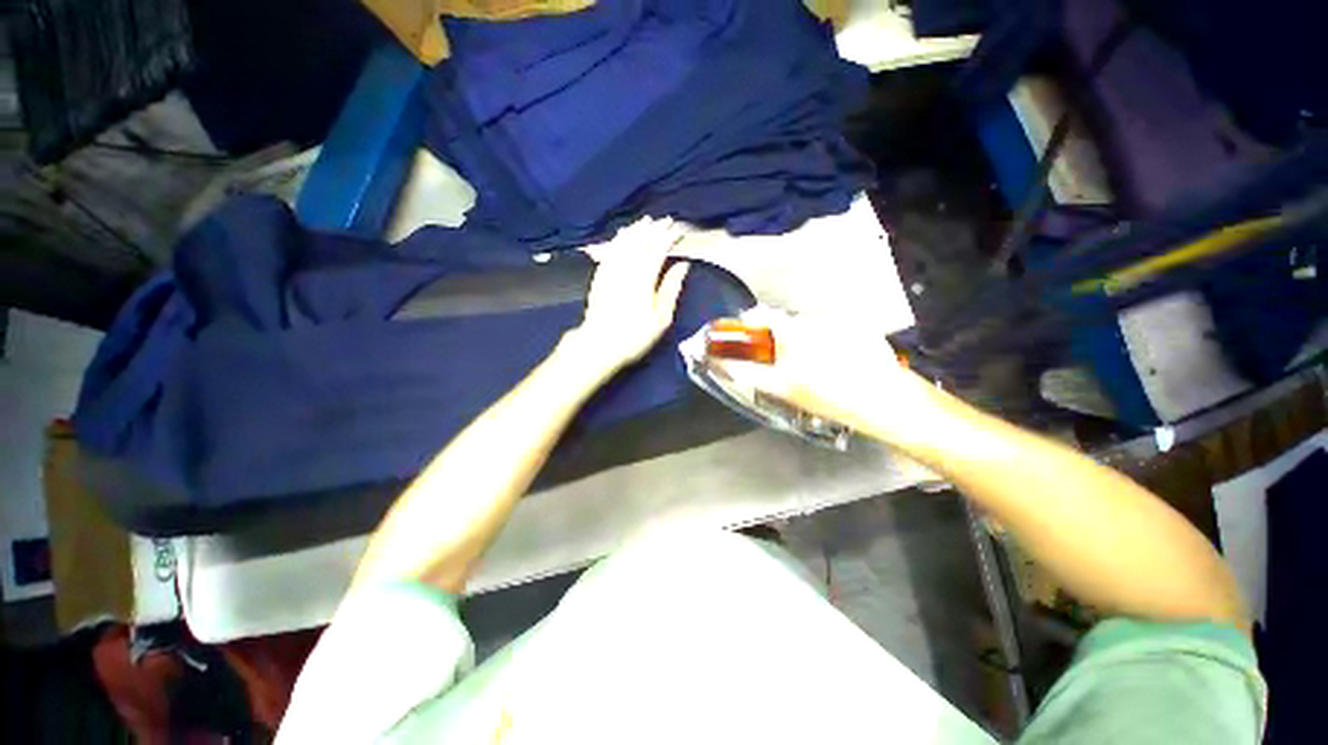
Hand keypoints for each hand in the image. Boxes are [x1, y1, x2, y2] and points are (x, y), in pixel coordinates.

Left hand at [569, 217, 690, 373]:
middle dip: (654, 229)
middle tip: (665, 220)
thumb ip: (671, 288)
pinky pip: (610, 250)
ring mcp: (610, 270)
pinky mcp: (599, 276)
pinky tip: (622, 236)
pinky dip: (618, 240)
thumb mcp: (661, 318)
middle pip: (641, 242)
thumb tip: (682, 265)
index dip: (668, 237)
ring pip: (624, 243)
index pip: (658, 249)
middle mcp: (626, 268)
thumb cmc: (635, 335)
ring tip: (645, 221)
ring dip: (636, 230)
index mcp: (644, 278)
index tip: (678, 229)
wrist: (599, 343)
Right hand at [711, 312, 937, 438]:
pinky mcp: (858, 328)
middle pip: (784, 323)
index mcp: (791, 330)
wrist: (884, 400)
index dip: (748, 325)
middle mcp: (813, 318)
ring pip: (808, 327)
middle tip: (782, 364)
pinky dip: (825, 342)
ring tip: (812, 367)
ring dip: (802, 341)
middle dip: (777, 339)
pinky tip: (835, 364)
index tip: (746, 339)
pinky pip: (830, 331)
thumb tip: (727, 365)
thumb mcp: (782, 388)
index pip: (759, 315)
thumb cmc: (826, 395)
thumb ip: (750, 373)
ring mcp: (838, 322)